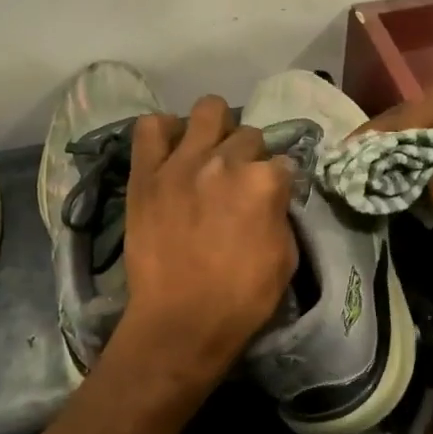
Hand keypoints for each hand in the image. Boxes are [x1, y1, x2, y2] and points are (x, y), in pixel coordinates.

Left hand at [111, 96, 298, 388]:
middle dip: (248, 155)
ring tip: (207, 153)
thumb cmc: (241, 299)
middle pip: (248, 134)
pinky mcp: (146, 172)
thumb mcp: (286, 258)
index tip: (269, 198)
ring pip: (208, 110)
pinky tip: (170, 150)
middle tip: (236, 181)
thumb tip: (272, 195)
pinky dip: (163, 132)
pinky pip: (150, 127)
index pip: (283, 161)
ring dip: (214, 129)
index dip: (278, 181)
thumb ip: (281, 213)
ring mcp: (182, 162)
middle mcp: (226, 161)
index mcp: (264, 182)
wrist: (180, 322)